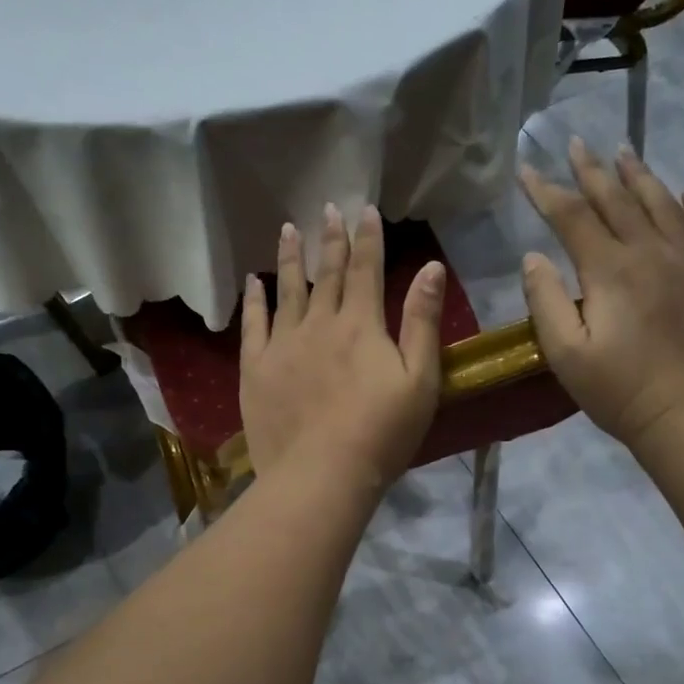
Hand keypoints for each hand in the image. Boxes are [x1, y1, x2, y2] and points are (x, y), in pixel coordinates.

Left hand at [240, 204, 446, 489]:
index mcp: (360, 324)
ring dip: (289, 258)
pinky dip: (255, 300)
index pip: (365, 269)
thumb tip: (430, 267)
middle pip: (325, 273)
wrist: (321, 474)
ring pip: (287, 290)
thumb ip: (422, 321)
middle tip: (328, 209)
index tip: (366, 210)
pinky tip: (253, 282)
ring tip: (288, 229)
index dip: (367, 238)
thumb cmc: (381, 433)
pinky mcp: (255, 369)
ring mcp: (282, 344)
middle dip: (330, 239)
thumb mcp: (420, 379)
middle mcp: (318, 323)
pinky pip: (253, 325)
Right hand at [518, 138, 683, 449]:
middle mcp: (652, 253)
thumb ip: (546, 301)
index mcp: (610, 270)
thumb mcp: (565, 354)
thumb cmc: (619, 391)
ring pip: (664, 206)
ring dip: (640, 177)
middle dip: (591, 171)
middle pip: (617, 200)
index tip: (527, 170)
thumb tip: (534, 258)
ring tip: (624, 153)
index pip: (572, 217)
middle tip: (576, 144)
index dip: (546, 191)